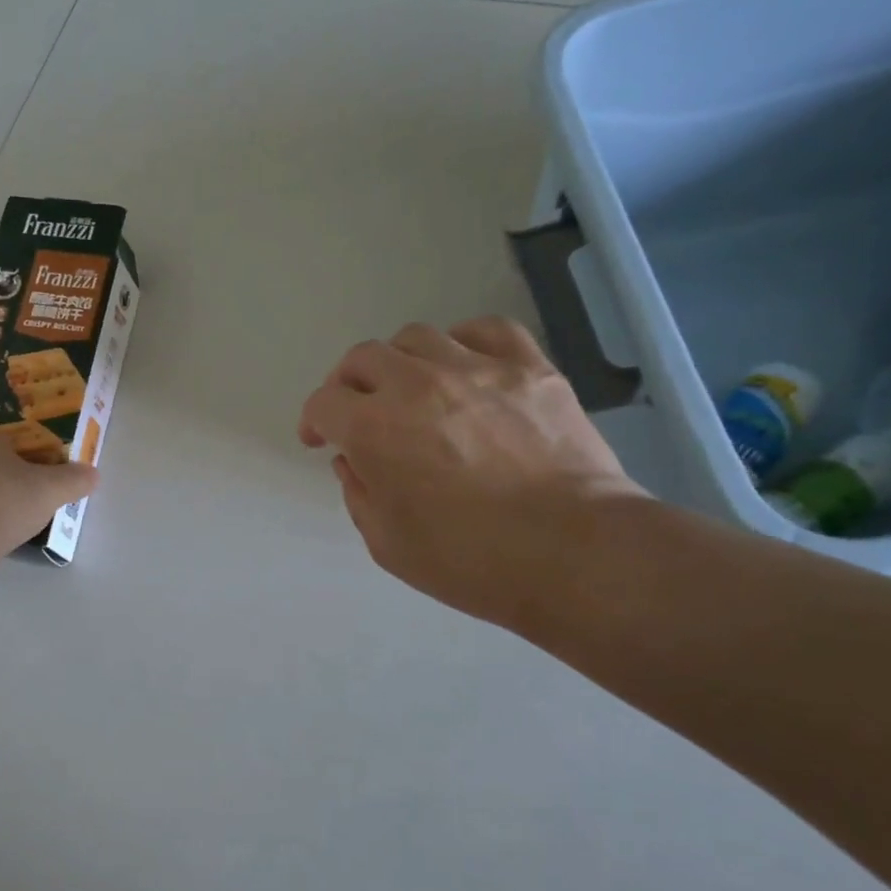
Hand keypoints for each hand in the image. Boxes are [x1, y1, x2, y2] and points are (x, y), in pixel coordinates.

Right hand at [299, 317, 645, 630]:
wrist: (575, 553)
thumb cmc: (471, 560)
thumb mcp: (388, 544)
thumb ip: (358, 494)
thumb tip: (352, 461)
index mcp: (373, 429)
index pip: (323, 402)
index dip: (314, 420)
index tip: (320, 440)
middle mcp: (415, 384)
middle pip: (362, 358)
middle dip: (349, 384)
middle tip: (359, 411)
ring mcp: (476, 368)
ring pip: (416, 337)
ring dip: (400, 361)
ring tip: (411, 387)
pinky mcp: (528, 367)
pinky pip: (485, 330)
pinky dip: (463, 343)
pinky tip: (465, 367)